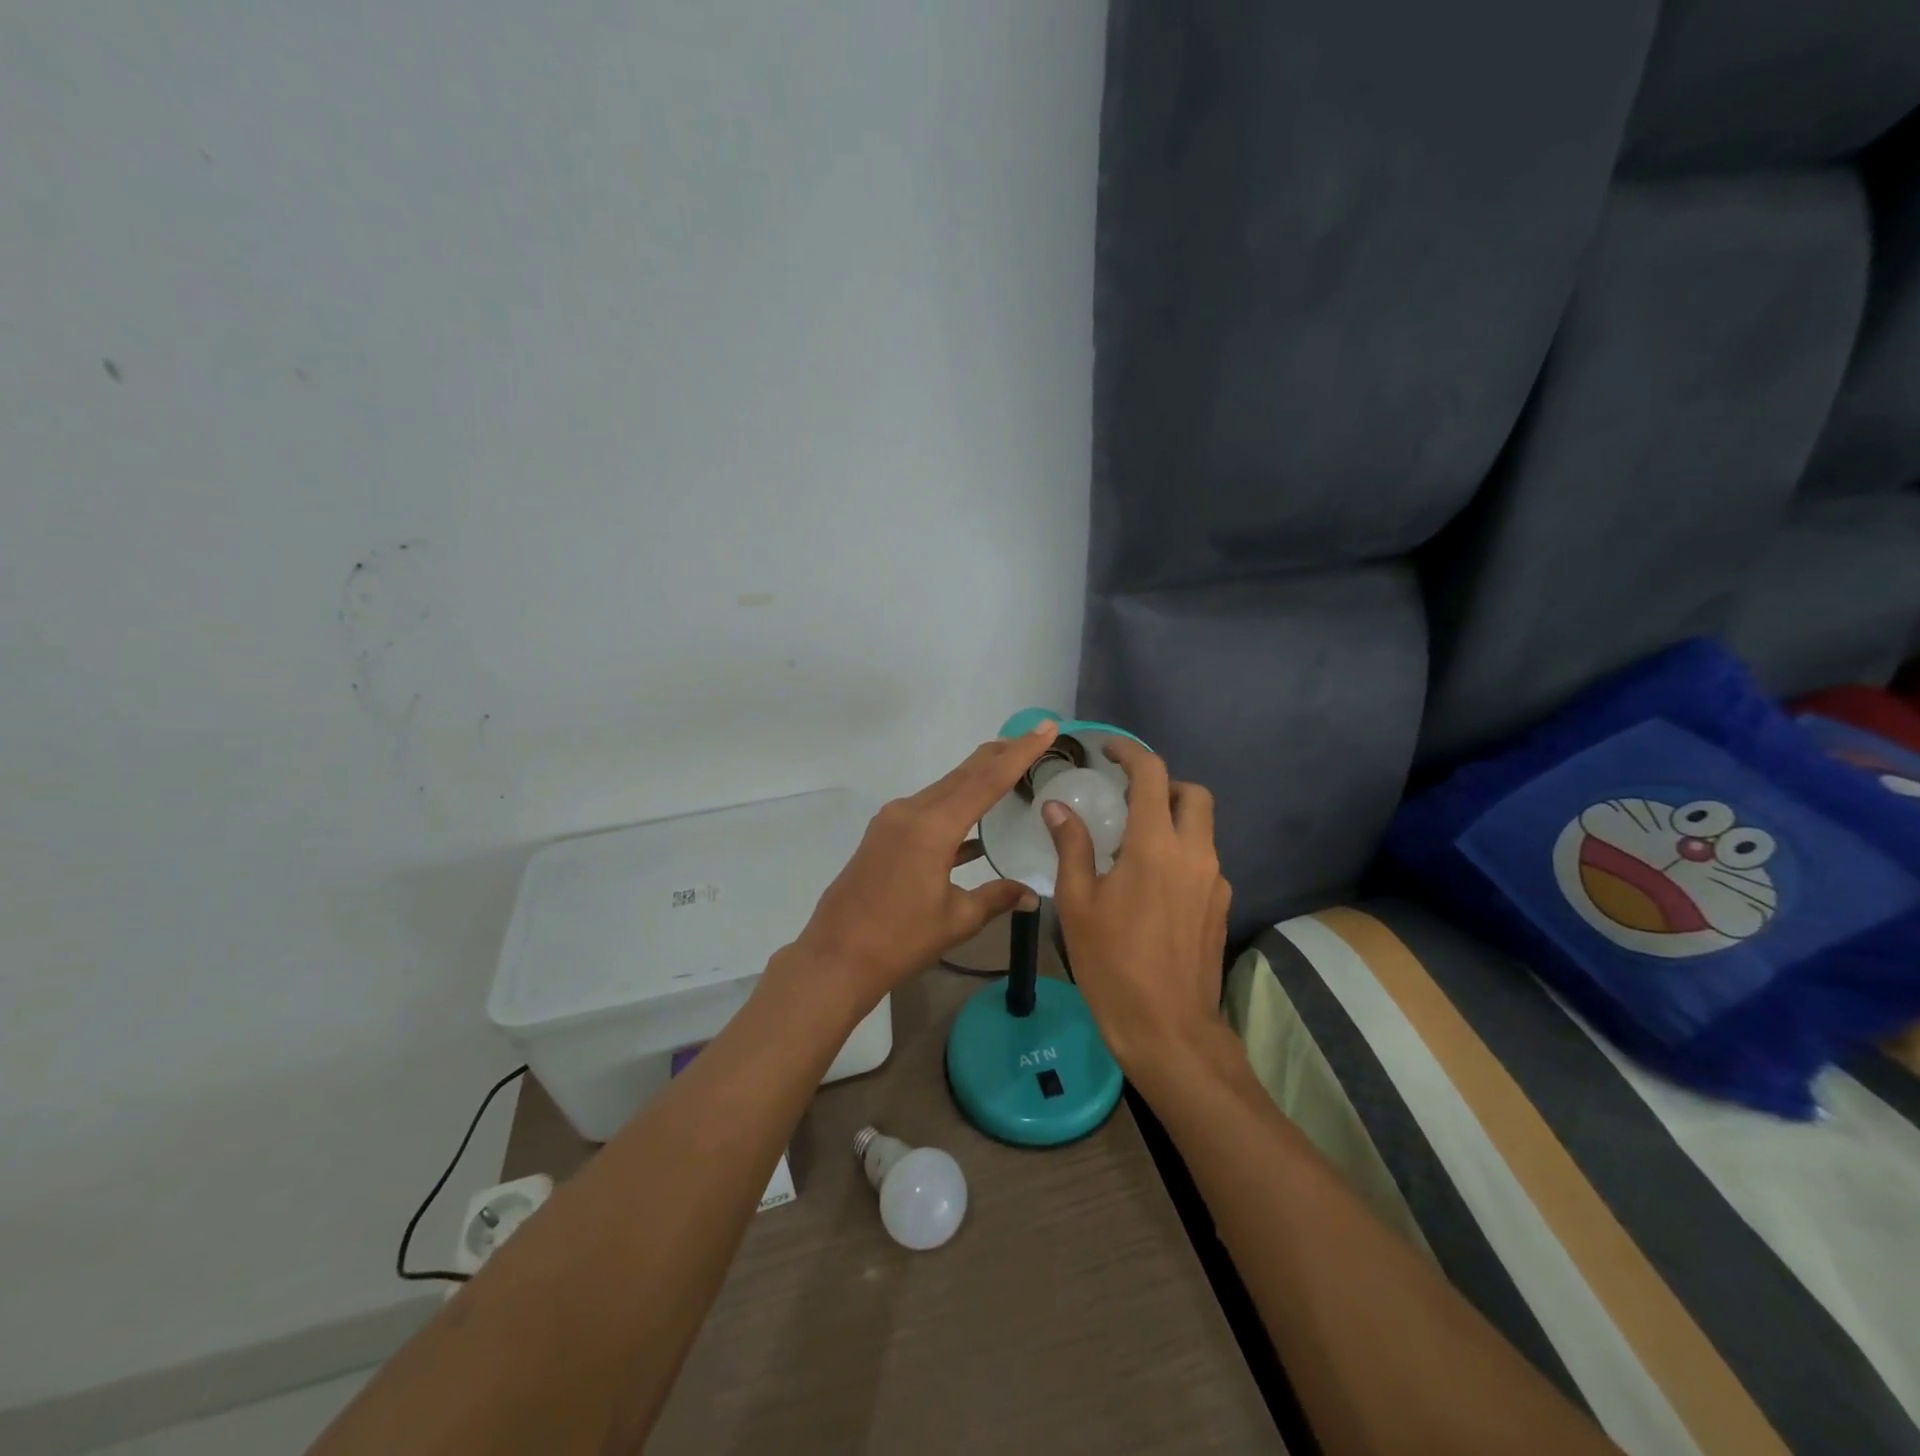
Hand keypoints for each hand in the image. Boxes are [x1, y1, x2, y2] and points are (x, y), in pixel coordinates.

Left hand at [790, 720, 1059, 1007]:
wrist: (836, 957)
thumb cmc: (899, 940)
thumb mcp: (957, 920)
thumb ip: (996, 898)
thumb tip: (1031, 895)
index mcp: (932, 827)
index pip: (987, 781)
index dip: (1020, 753)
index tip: (1044, 727)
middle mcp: (911, 812)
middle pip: (963, 774)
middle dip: (999, 754)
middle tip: (1032, 736)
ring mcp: (892, 822)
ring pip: (944, 789)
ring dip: (976, 778)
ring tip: (1009, 768)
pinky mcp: (883, 836)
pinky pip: (928, 810)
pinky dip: (954, 809)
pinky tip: (975, 826)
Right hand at [1044, 740, 1232, 1081]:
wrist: (1168, 1028)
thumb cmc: (1112, 963)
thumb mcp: (1077, 902)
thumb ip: (1072, 846)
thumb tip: (1057, 807)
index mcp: (1156, 846)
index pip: (1152, 775)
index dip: (1131, 753)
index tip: (1109, 750)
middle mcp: (1195, 854)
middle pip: (1193, 794)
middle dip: (1163, 784)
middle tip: (1127, 797)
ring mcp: (1215, 881)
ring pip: (1202, 828)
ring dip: (1172, 819)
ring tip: (1132, 844)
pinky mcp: (1221, 906)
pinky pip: (1203, 860)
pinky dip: (1179, 852)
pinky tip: (1150, 884)